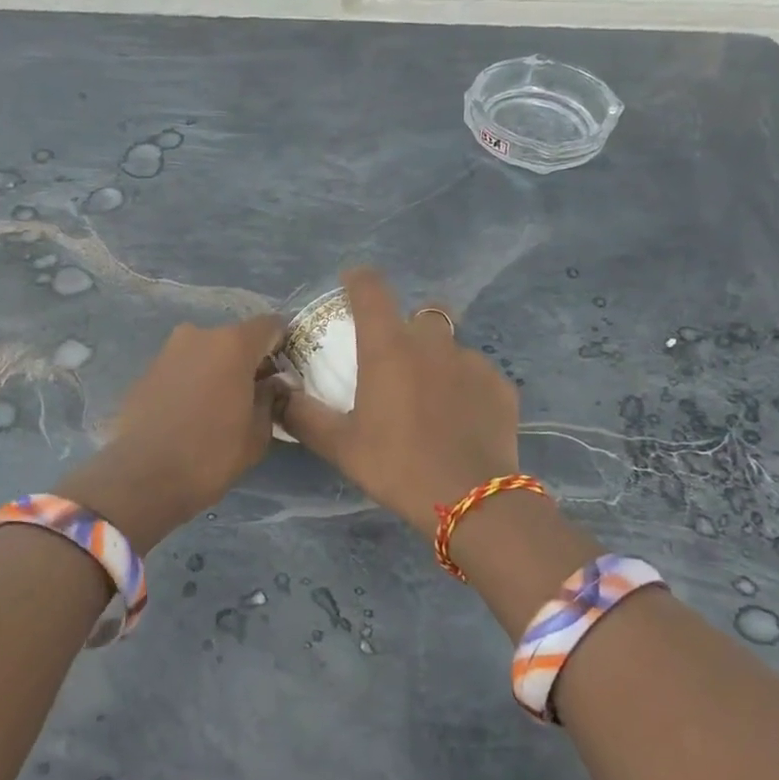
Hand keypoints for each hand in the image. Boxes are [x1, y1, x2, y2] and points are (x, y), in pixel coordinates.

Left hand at [60, 314, 285, 548]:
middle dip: (246, 360)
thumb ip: (270, 398)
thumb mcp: (259, 432)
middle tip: (253, 392)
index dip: (282, 344)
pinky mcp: (145, 373)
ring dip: (216, 371)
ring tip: (220, 406)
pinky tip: (191, 414)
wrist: (145, 478)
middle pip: (234, 339)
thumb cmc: (213, 453)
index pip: (270, 325)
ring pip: (204, 353)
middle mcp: (198, 335)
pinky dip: (191, 383)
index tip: (284, 370)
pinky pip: (180, 370)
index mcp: (232, 343)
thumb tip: (272, 384)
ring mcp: (167, 352)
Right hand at [279, 267, 518, 529]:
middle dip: (407, 330)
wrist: (470, 499)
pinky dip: (465, 387)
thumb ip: (303, 415)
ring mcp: (473, 361)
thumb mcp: (340, 446)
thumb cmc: (396, 466)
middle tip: (397, 366)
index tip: (351, 285)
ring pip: (451, 346)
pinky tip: (461, 421)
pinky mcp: (501, 385)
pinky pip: (477, 374)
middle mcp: (433, 342)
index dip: (358, 280)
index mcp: (389, 348)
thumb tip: (277, 394)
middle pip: (420, 314)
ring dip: (438, 362)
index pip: (371, 288)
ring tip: (432, 402)